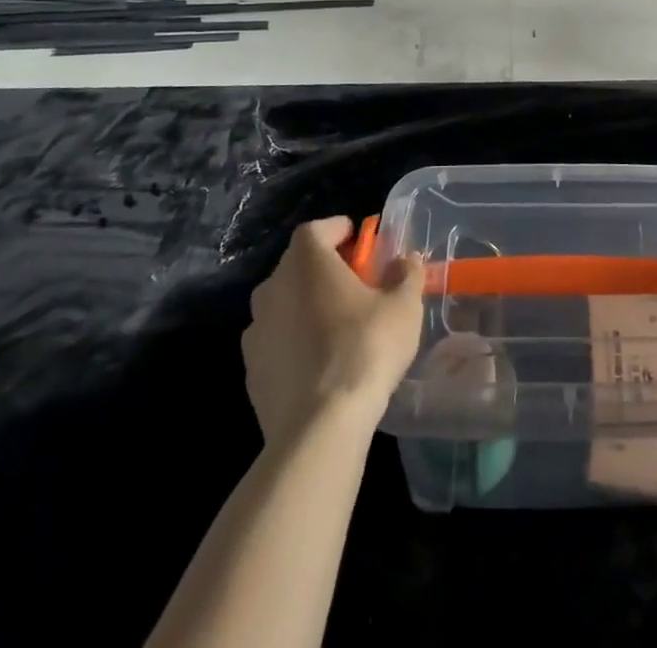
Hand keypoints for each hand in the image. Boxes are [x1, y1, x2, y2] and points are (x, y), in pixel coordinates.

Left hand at [243, 217, 424, 444]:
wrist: (318, 428)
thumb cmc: (365, 349)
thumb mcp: (403, 307)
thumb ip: (406, 274)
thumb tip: (405, 260)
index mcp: (306, 261)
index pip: (317, 229)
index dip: (339, 231)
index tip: (360, 243)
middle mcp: (272, 286)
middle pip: (299, 265)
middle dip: (325, 269)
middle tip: (356, 284)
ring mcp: (256, 330)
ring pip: (285, 303)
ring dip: (307, 306)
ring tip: (338, 326)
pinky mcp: (250, 370)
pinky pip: (276, 341)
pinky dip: (295, 342)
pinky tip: (320, 363)